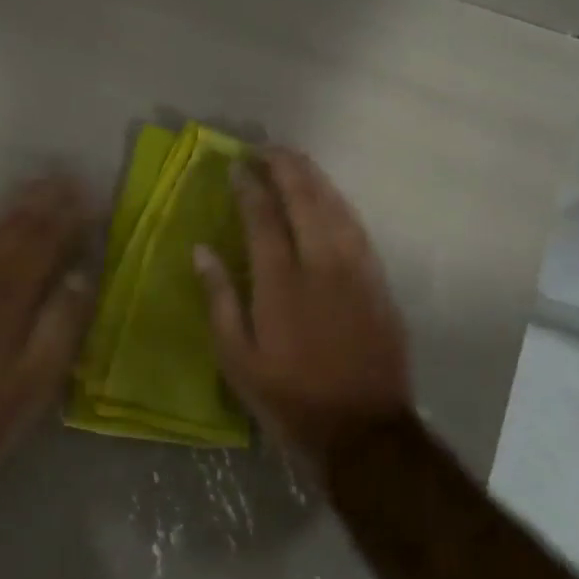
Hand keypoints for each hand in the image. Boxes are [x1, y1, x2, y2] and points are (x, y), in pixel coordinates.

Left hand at [0, 174, 95, 466]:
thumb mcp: (39, 378)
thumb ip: (62, 324)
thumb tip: (81, 275)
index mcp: (10, 299)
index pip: (44, 246)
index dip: (67, 218)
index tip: (89, 195)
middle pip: (16, 231)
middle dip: (43, 201)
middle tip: (65, 174)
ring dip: (16, 205)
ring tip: (36, 183)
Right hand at [195, 148, 411, 464]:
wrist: (364, 431)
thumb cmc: (290, 397)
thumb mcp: (237, 359)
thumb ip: (219, 299)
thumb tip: (201, 250)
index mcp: (281, 283)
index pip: (263, 217)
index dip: (249, 186)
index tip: (236, 166)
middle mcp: (321, 265)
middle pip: (304, 199)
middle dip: (284, 167)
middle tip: (266, 148)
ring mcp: (356, 270)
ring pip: (335, 207)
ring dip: (313, 178)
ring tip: (295, 159)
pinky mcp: (378, 281)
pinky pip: (357, 227)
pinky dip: (339, 203)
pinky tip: (329, 195)